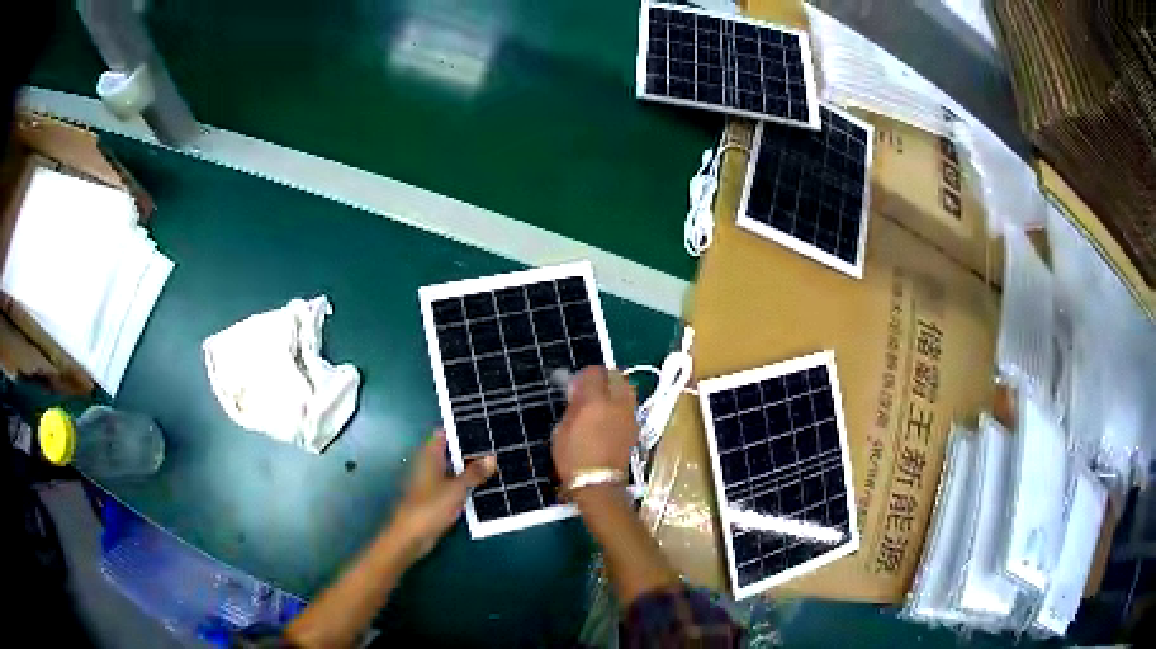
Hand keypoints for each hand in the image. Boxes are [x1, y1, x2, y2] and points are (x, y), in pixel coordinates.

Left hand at [387, 431, 495, 559]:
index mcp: (429, 457)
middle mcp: (429, 466)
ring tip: (495, 464)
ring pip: (453, 470)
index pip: (443, 434)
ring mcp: (431, 483)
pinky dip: (465, 485)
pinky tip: (483, 488)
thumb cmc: (430, 508)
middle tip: (495, 445)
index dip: (459, 430)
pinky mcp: (435, 499)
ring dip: (469, 469)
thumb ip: (474, 473)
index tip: (481, 426)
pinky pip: (453, 486)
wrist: (411, 536)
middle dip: (469, 450)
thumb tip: (492, 457)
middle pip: (450, 452)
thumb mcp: (456, 489)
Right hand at [551, 366, 637, 485]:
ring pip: (627, 388)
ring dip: (615, 388)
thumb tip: (577, 391)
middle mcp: (617, 403)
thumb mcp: (561, 431)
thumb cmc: (573, 459)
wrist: (598, 484)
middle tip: (590, 388)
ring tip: (602, 401)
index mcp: (595, 401)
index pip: (595, 372)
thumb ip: (572, 406)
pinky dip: (621, 403)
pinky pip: (630, 405)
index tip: (576, 384)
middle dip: (604, 377)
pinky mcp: (635, 427)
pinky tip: (609, 415)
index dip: (584, 375)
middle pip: (616, 375)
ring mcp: (629, 415)